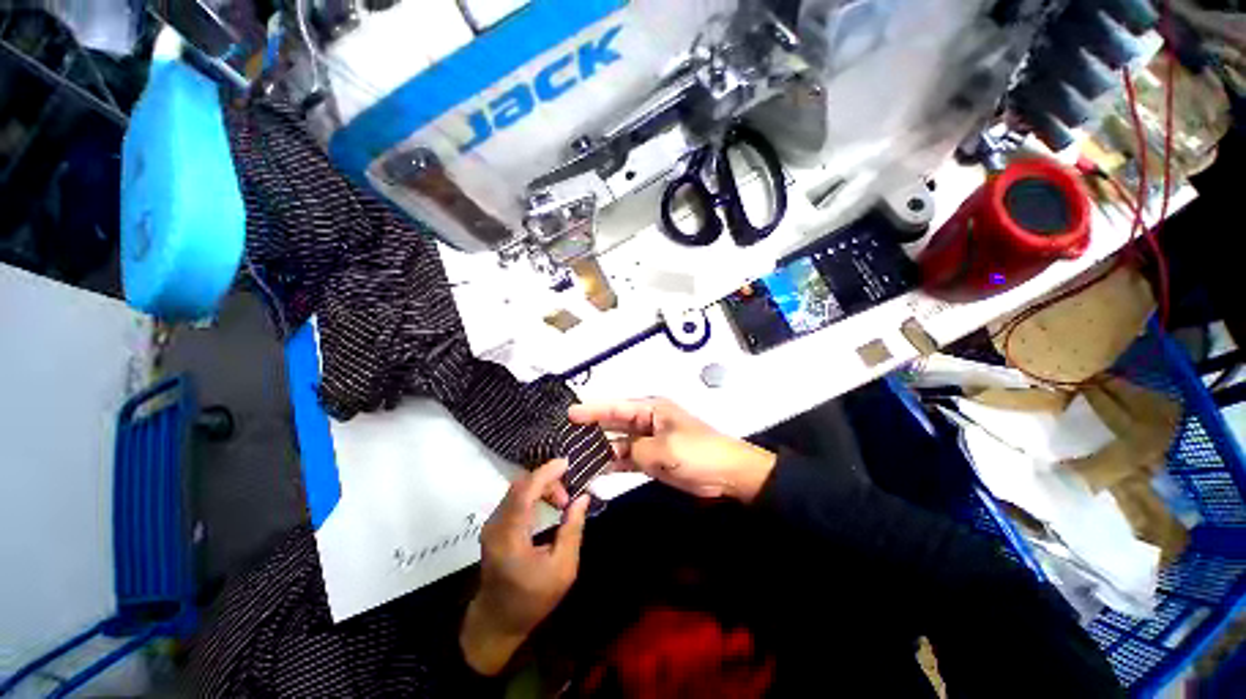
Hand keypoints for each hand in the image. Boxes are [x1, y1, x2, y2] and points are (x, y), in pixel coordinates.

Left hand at [460, 459, 590, 675]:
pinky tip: (548, 504)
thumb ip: (572, 530)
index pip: (525, 491)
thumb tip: (583, 498)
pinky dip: (534, 493)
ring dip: (541, 487)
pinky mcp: (494, 525)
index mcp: (510, 536)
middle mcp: (496, 525)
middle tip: (567, 497)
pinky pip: (515, 497)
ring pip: (518, 488)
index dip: (546, 473)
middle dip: (548, 480)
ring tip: (561, 503)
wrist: (497, 622)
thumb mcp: (562, 569)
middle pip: (521, 485)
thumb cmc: (532, 599)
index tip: (567, 463)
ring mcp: (492, 524)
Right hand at [569, 398, 776, 501]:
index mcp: (651, 410)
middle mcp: (646, 422)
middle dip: (592, 428)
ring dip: (600, 449)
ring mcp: (647, 442)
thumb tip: (617, 455)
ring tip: (574, 455)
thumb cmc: (698, 452)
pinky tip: (595, 470)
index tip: (570, 414)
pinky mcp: (651, 459)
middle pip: (613, 424)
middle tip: (566, 435)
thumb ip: (637, 450)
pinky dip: (612, 464)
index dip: (593, 410)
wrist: (726, 474)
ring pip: (617, 443)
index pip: (616, 407)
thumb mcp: (666, 448)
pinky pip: (626, 459)